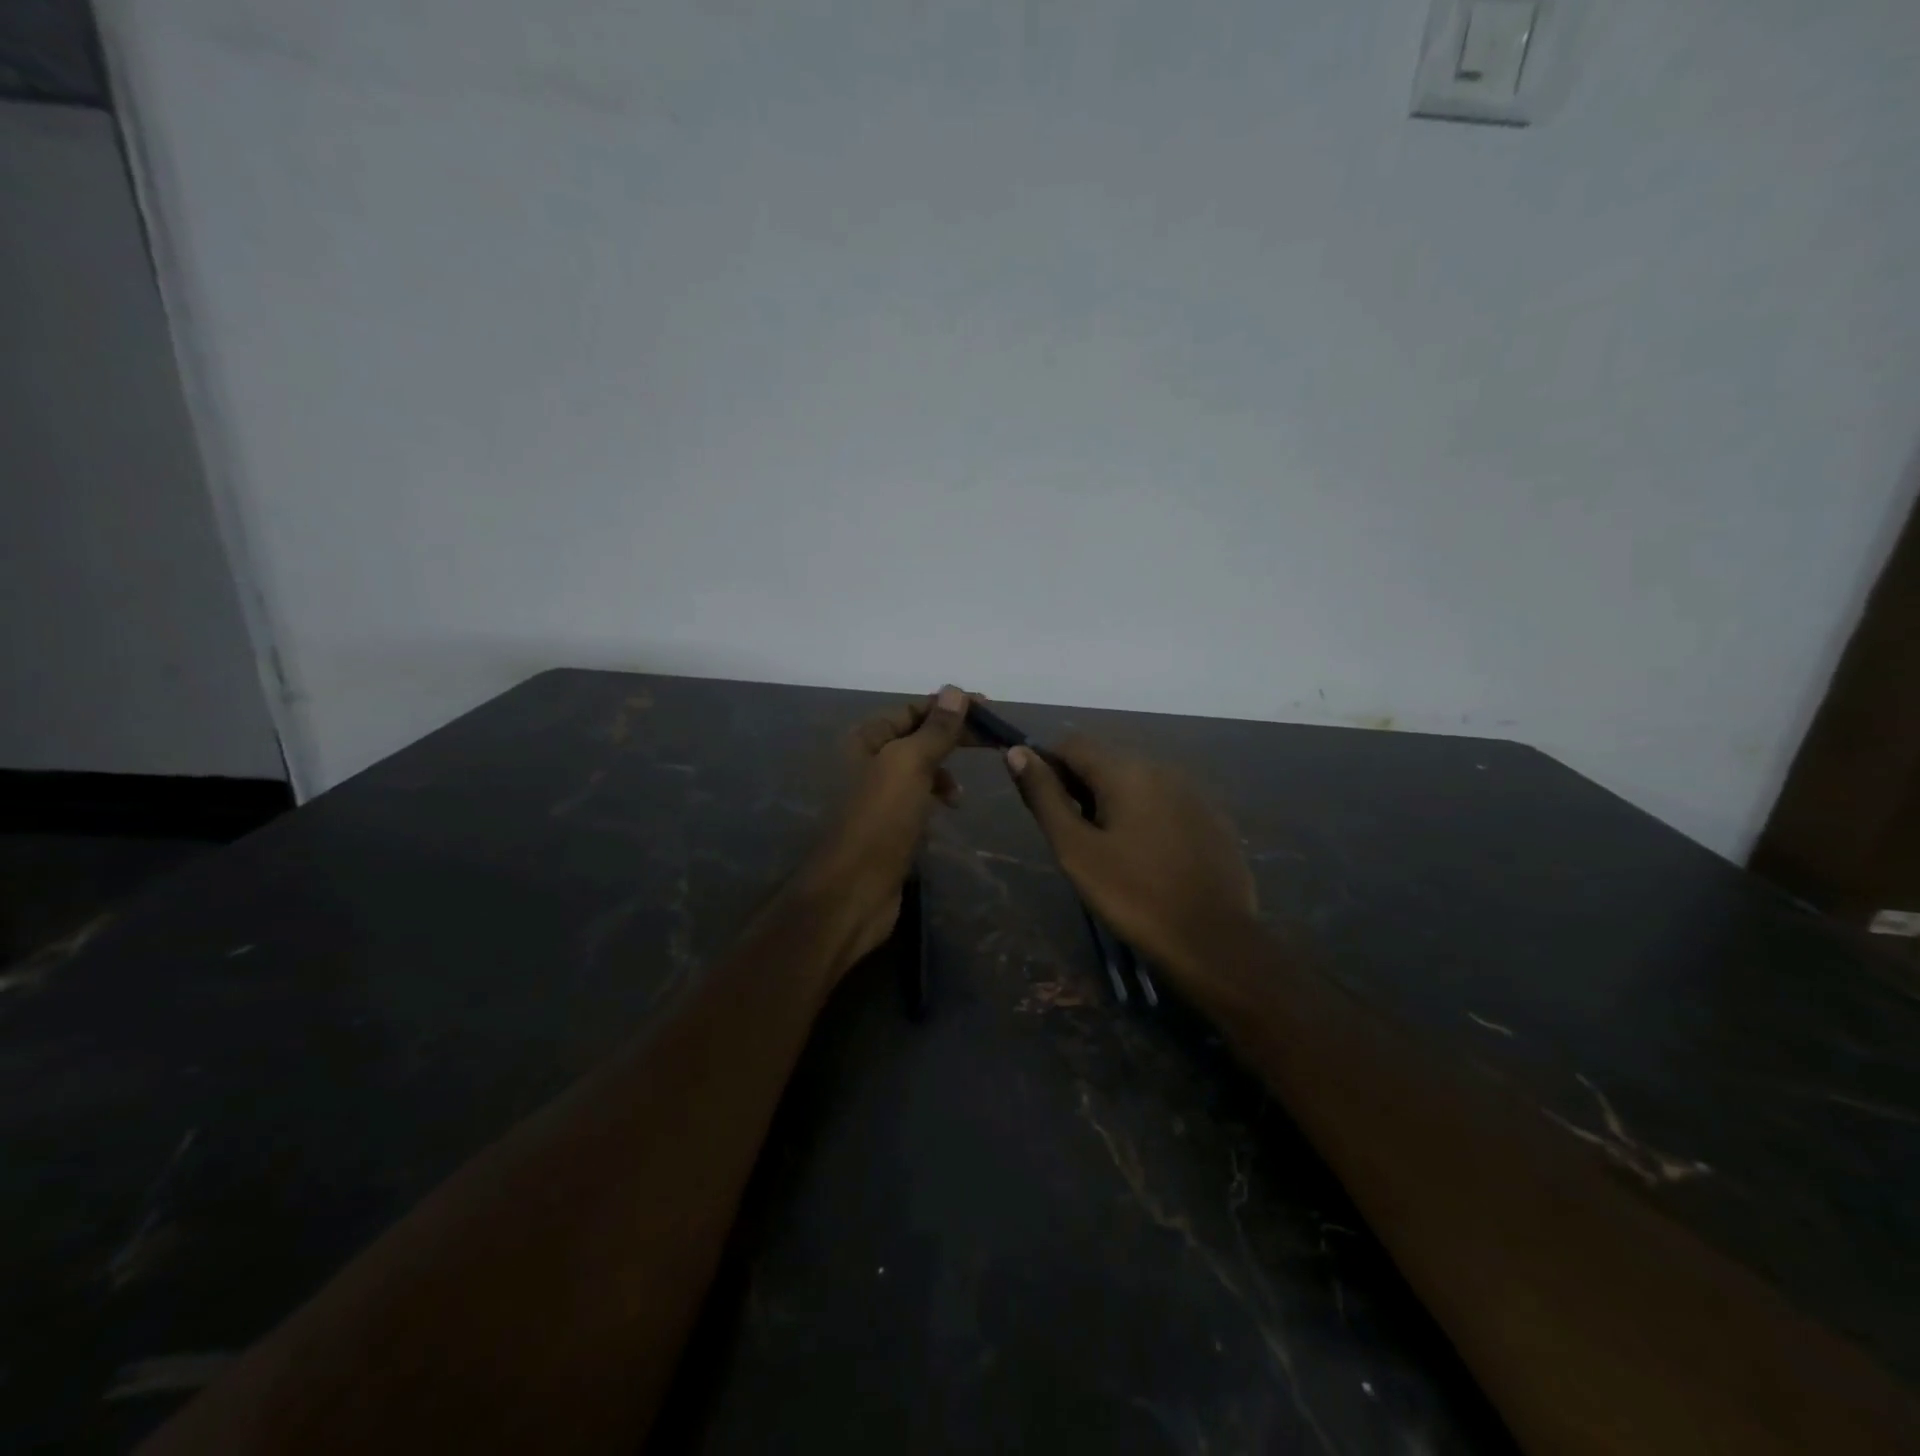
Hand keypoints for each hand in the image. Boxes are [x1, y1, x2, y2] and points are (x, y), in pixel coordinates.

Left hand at [796, 685, 971, 971]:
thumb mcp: (909, 765)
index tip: (990, 711)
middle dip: (953, 738)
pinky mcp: (887, 824)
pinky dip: (935, 796)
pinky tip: (949, 809)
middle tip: (993, 742)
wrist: (851, 891)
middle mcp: (866, 761)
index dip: (950, 707)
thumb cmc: (879, 820)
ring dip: (944, 771)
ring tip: (960, 793)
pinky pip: (917, 797)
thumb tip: (955, 690)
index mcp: (864, 739)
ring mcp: (875, 795)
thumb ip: (934, 729)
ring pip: (919, 769)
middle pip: (917, 738)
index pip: (913, 711)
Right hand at [1005, 737, 1256, 990]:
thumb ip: (1045, 797)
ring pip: (1137, 782)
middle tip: (1076, 839)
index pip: (1073, 744)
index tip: (1045, 807)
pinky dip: (1146, 816)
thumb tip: (1016, 752)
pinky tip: (1148, 857)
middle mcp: (1163, 768)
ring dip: (1114, 802)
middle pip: (1106, 761)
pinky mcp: (1214, 818)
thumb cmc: (1134, 895)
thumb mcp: (1076, 849)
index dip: (1049, 767)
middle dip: (1082, 787)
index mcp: (1127, 770)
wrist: (1213, 941)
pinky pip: (1166, 803)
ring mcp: (1194, 792)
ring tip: (1111, 851)